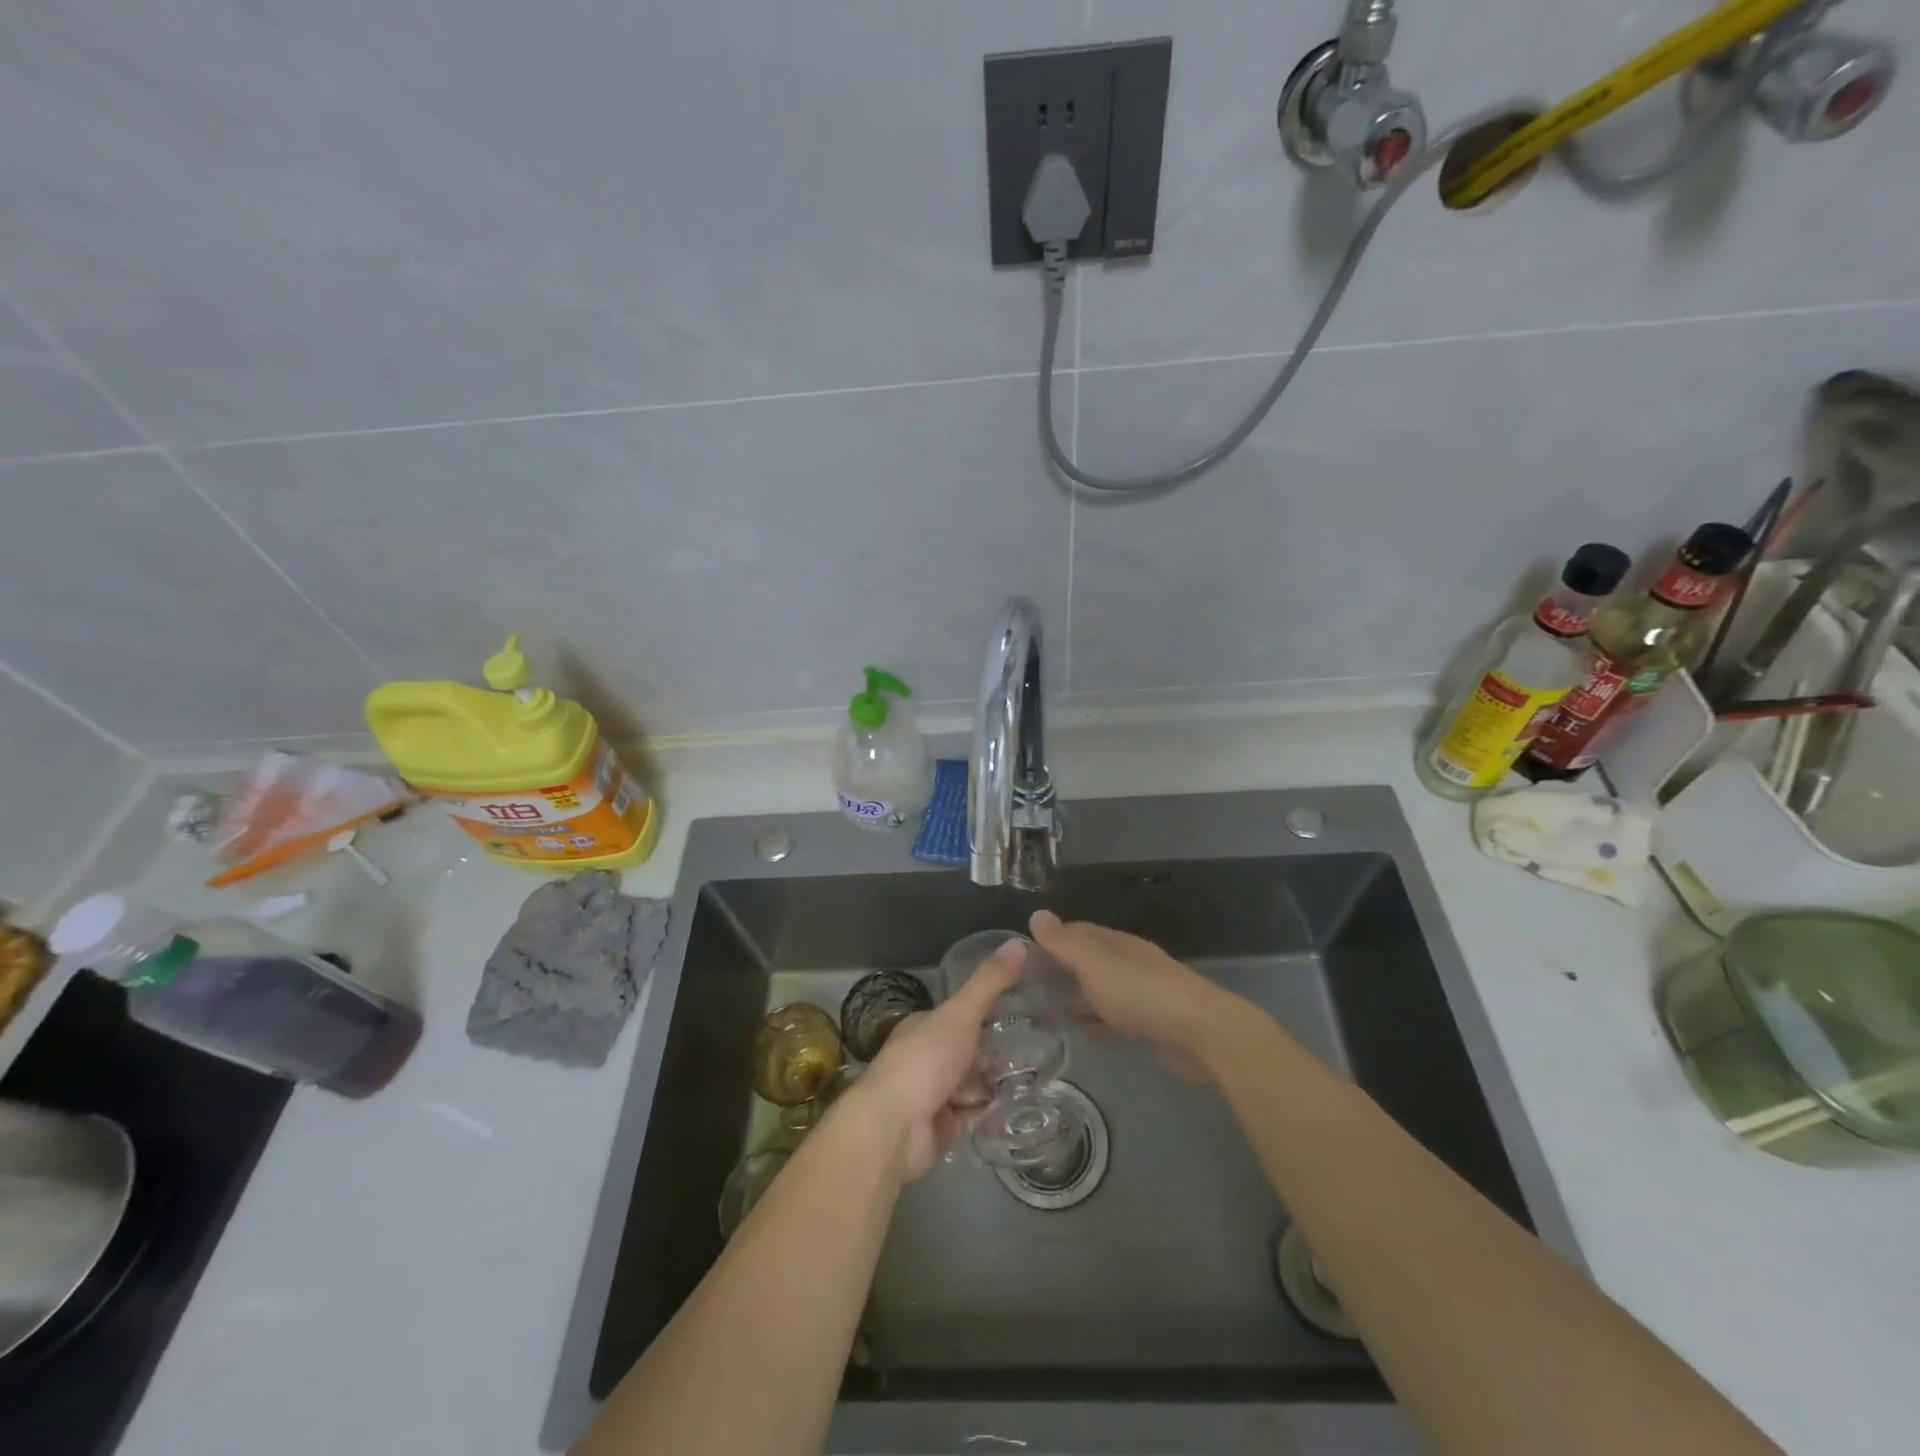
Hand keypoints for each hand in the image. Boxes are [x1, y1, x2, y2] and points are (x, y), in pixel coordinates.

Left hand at [847, 939, 1024, 1180]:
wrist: (893, 1129)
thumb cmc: (923, 1062)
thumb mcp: (960, 1014)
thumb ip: (989, 983)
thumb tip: (1018, 943)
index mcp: (924, 1026)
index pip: (960, 1014)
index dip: (989, 1012)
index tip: (1025, 1011)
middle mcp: (925, 1058)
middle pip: (968, 1051)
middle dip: (996, 1052)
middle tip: (1040, 1048)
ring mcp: (931, 1094)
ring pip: (971, 1084)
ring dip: (995, 1083)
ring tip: (1036, 1077)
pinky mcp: (940, 1128)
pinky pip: (971, 1116)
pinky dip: (989, 1113)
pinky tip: (1018, 1108)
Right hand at [1029, 909, 1237, 1075]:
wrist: (1198, 1033)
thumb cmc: (1140, 992)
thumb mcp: (1094, 962)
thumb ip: (1064, 942)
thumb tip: (1037, 914)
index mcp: (1114, 943)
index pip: (1076, 931)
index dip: (1050, 939)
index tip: (1020, 956)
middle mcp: (1126, 962)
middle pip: (1087, 961)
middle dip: (1059, 971)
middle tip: (1024, 989)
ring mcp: (1139, 993)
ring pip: (1098, 990)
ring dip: (1074, 997)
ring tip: (1040, 1013)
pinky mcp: (1148, 1024)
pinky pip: (1111, 1018)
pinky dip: (1093, 1021)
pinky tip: (1078, 1033)